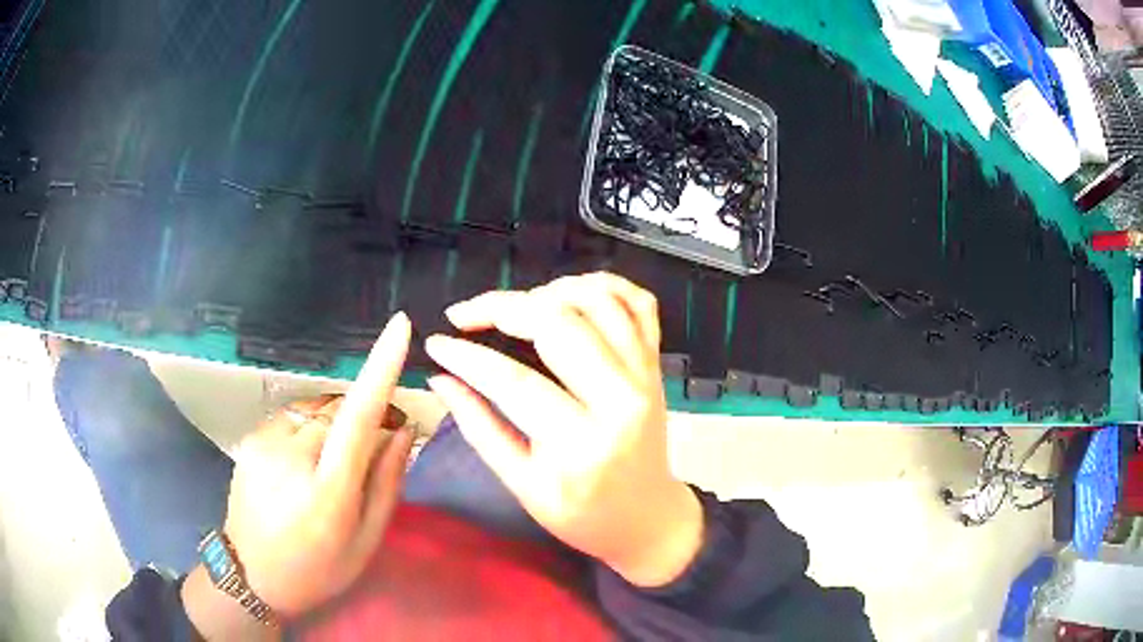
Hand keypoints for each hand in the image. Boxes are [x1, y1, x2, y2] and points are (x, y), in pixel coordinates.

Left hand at [223, 313, 415, 617]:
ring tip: (332, 461)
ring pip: (316, 408)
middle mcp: (291, 459)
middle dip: (363, 414)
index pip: (357, 420)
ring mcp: (264, 444)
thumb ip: (387, 483)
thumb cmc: (319, 569)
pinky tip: (304, 460)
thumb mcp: (366, 542)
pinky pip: (294, 416)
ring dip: (335, 421)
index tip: (399, 327)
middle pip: (339, 409)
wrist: (252, 574)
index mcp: (327, 495)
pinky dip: (310, 426)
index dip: (379, 370)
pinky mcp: (251, 438)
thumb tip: (404, 429)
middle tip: (379, 440)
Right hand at [425, 272, 702, 587]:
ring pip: (599, 303)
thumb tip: (440, 379)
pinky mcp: (656, 364)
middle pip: (558, 325)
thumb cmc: (581, 514)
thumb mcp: (523, 485)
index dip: (467, 356)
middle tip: (466, 314)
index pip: (513, 381)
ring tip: (516, 306)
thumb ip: (479, 428)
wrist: (645, 518)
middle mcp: (621, 400)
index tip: (436, 342)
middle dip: (502, 307)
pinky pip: (640, 304)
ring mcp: (645, 376)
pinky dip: (606, 284)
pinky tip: (570, 292)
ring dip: (549, 291)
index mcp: (581, 444)